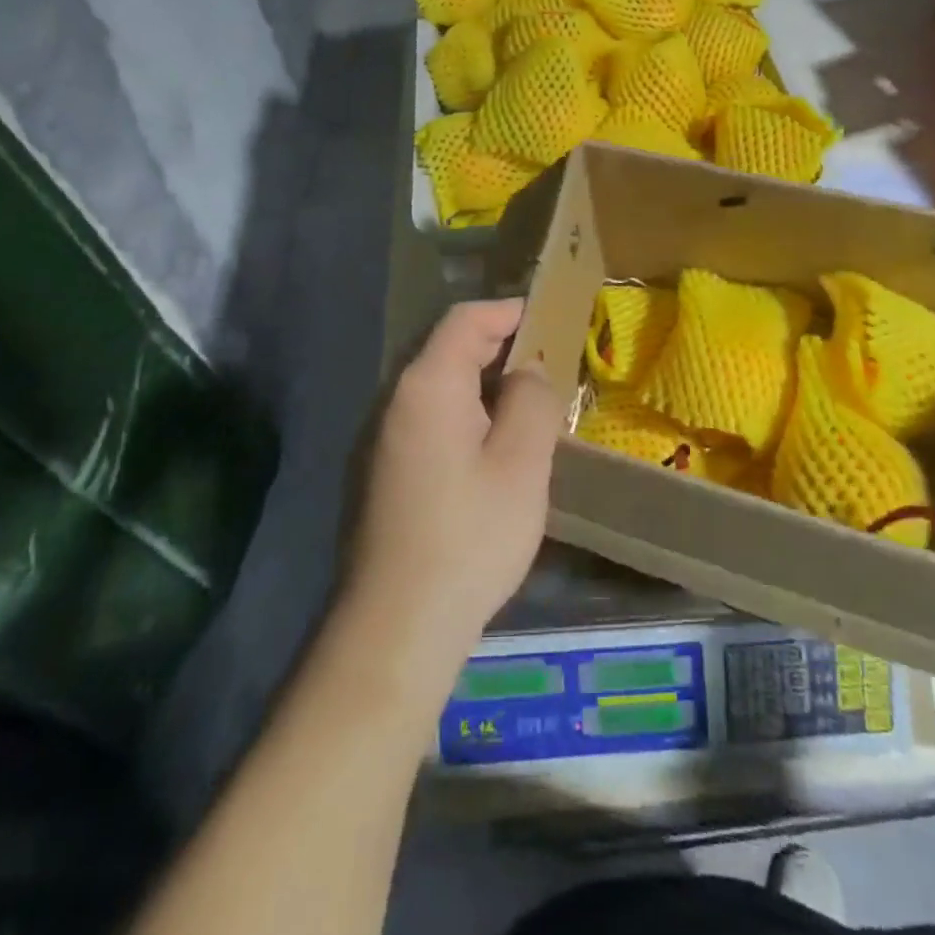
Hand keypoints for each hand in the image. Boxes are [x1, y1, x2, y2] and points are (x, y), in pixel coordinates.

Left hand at [340, 299, 564, 692]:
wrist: (398, 624)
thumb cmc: (470, 535)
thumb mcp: (521, 463)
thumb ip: (532, 400)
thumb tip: (529, 371)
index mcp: (427, 385)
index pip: (466, 319)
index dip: (510, 310)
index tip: (551, 316)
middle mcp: (396, 401)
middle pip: (450, 349)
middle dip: (501, 347)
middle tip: (549, 364)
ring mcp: (383, 438)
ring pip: (441, 388)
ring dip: (485, 384)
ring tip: (529, 405)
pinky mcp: (383, 471)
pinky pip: (430, 421)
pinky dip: (467, 415)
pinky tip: (494, 449)